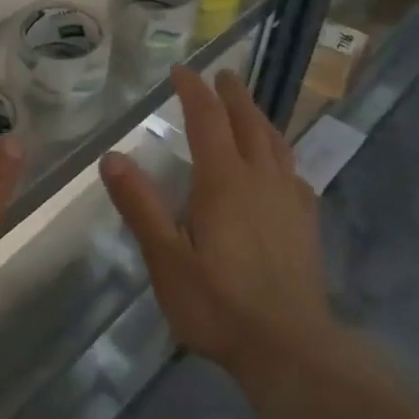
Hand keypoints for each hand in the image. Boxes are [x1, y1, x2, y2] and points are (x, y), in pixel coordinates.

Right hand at [98, 67, 334, 384]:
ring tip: (249, 108)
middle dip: (232, 95)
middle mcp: (260, 178)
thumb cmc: (218, 304)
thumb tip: (112, 157)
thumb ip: (140, 205)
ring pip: (275, 143)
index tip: (181, 70)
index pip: (207, 119)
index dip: (193, 90)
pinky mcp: (306, 223)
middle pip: (248, 122)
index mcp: (223, 180)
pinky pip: (294, 172)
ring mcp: (289, 199)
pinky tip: (281, 167)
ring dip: (259, 118)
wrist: (289, 347)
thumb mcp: (166, 258)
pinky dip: (282, 155)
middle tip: (222, 75)